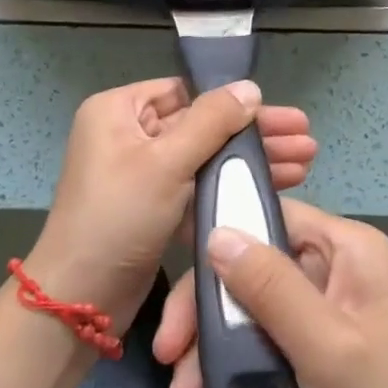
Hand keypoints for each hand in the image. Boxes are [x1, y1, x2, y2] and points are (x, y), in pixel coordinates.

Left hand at [24, 78, 318, 326]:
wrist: (81, 299)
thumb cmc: (119, 217)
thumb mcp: (166, 163)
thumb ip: (211, 122)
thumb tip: (249, 87)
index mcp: (118, 111)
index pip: (183, 92)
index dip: (231, 102)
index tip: (278, 113)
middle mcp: (127, 135)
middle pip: (201, 125)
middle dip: (253, 134)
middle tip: (306, 139)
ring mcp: (141, 173)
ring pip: (205, 158)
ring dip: (250, 161)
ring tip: (306, 162)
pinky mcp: (154, 208)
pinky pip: (197, 187)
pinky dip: (230, 187)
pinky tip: (275, 189)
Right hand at [153, 199, 387, 387]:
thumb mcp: (325, 346)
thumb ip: (270, 287)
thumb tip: (214, 232)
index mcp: (348, 247)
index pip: (271, 216)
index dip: (221, 235)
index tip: (175, 265)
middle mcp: (336, 265)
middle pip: (254, 265)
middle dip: (208, 309)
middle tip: (168, 352)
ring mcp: (327, 305)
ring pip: (253, 305)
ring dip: (214, 346)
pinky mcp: (319, 342)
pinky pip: (266, 336)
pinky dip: (237, 363)